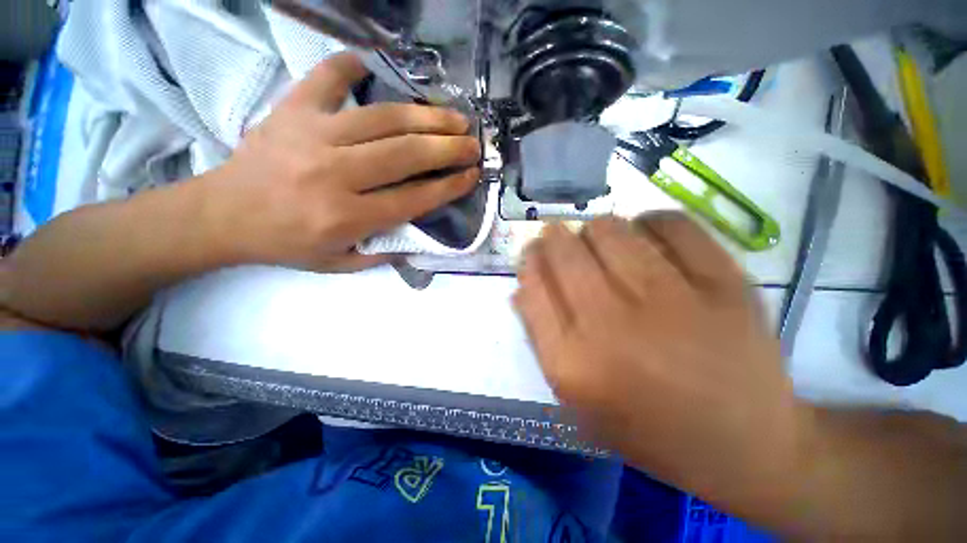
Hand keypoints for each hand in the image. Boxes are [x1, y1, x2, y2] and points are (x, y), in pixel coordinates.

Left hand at [204, 52, 480, 271]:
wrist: (222, 215)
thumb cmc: (286, 243)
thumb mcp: (339, 263)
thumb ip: (382, 253)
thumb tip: (419, 237)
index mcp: (347, 217)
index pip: (414, 198)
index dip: (449, 186)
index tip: (471, 176)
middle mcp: (335, 174)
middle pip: (406, 155)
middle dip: (448, 148)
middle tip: (473, 144)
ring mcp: (312, 135)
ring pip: (384, 119)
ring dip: (426, 116)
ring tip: (453, 116)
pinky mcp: (292, 110)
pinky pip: (328, 78)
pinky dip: (352, 68)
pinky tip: (374, 67)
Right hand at [514, 215, 809, 510]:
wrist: (747, 445)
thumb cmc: (648, 427)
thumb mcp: (577, 400)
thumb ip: (543, 340)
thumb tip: (523, 286)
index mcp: (574, 362)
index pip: (532, 286)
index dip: (528, 260)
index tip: (533, 253)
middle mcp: (613, 325)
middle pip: (565, 251)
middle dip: (553, 236)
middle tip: (560, 238)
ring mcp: (672, 301)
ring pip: (610, 229)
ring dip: (594, 228)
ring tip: (600, 239)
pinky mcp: (725, 283)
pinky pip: (671, 224)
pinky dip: (649, 221)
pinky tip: (646, 234)